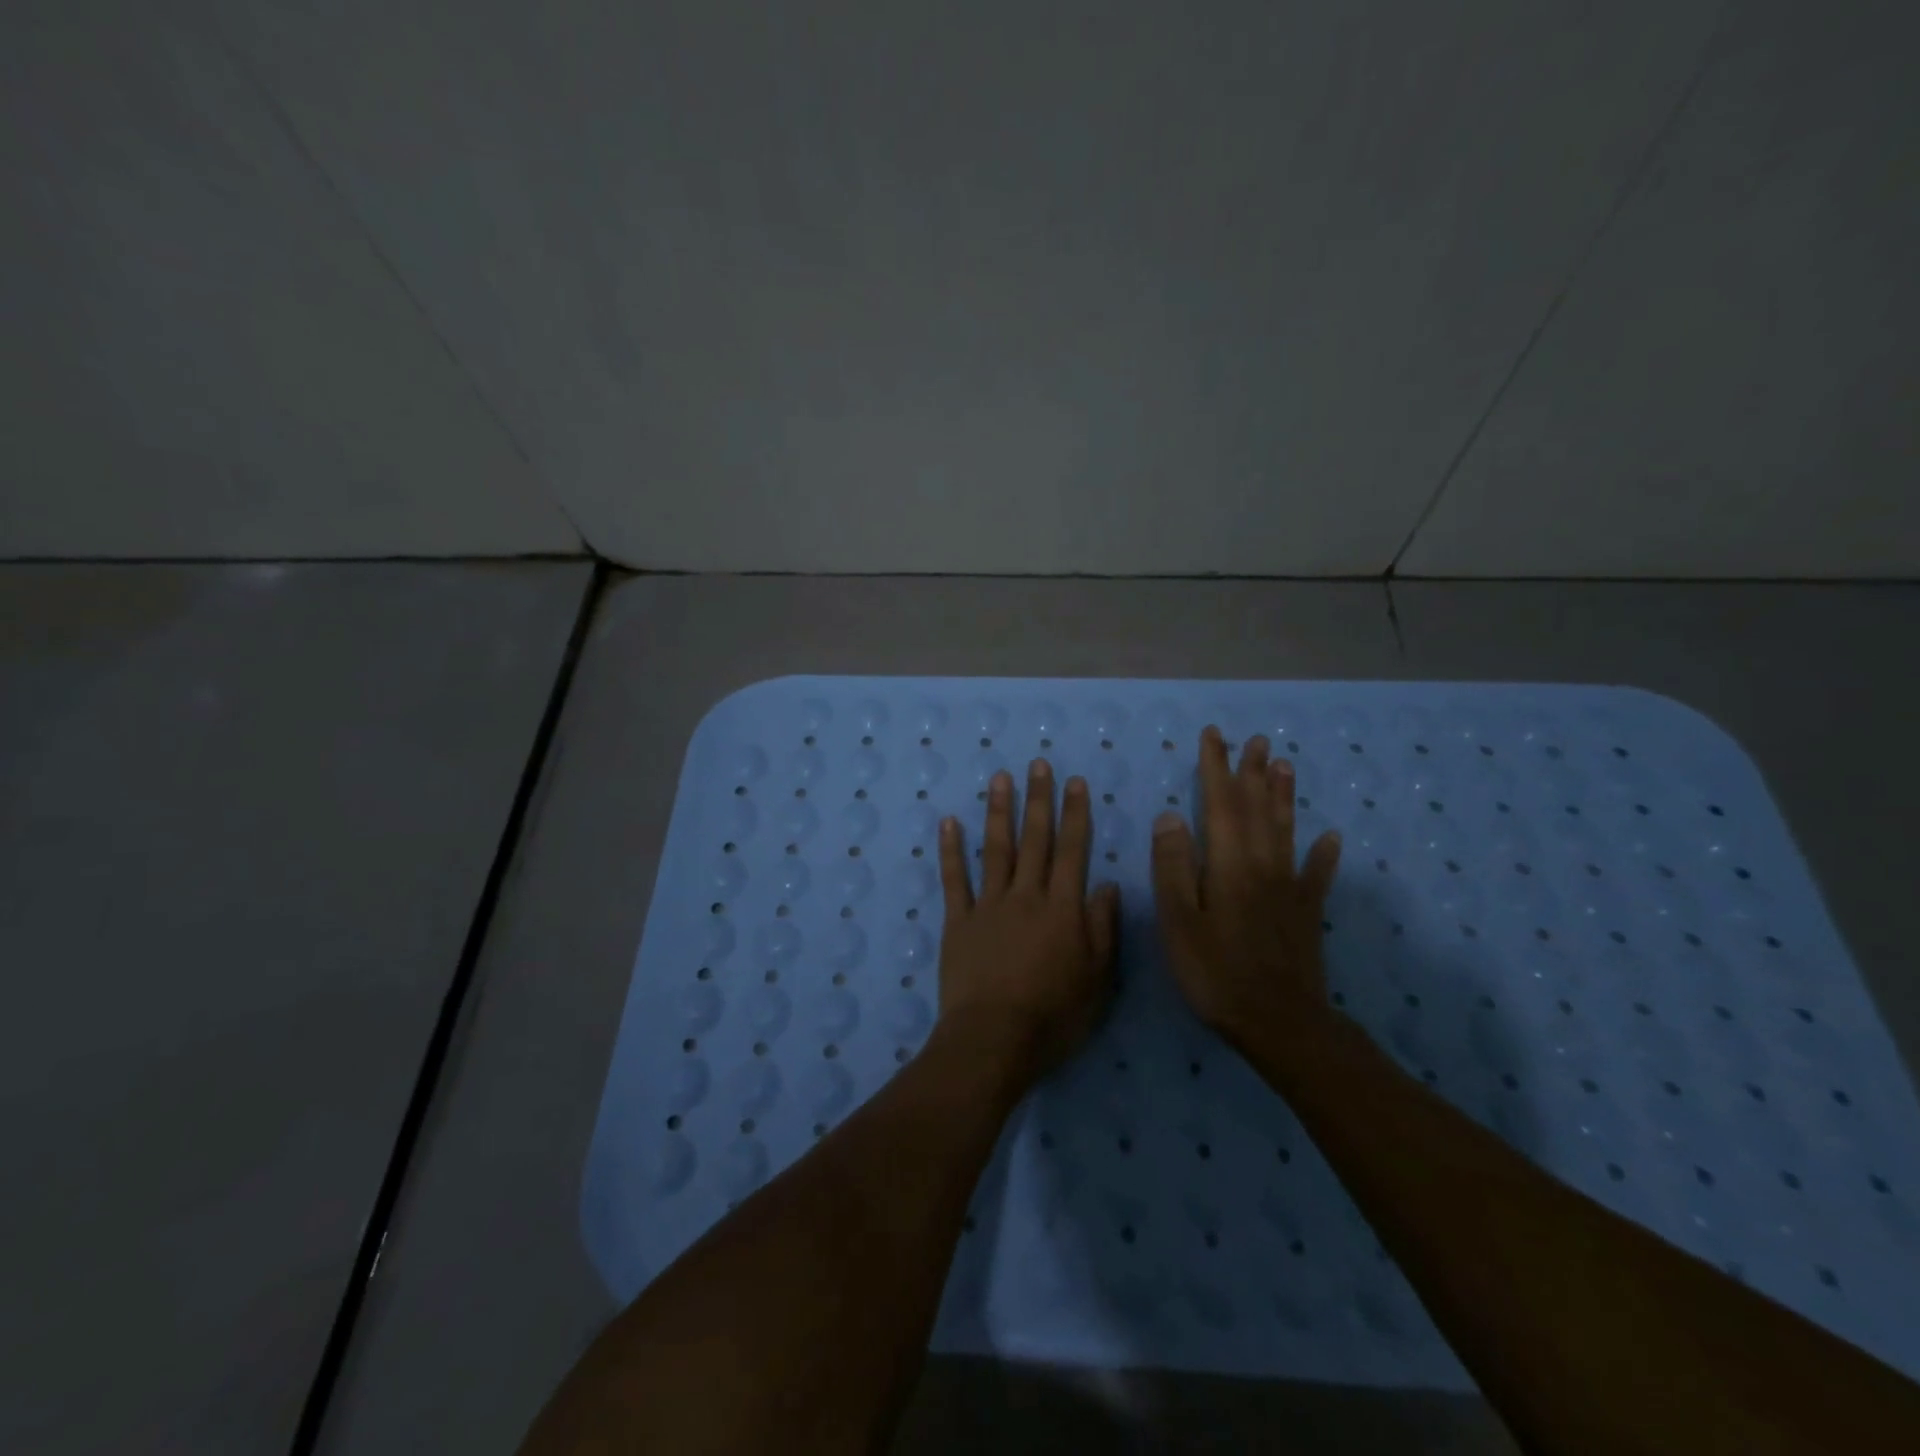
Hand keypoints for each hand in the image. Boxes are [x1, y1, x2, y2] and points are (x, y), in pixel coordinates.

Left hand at [937, 760, 1121, 1075]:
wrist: (994, 1039)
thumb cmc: (1054, 1016)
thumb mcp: (1097, 979)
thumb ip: (1103, 928)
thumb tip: (1109, 885)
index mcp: (1062, 908)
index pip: (1072, 850)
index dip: (1076, 814)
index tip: (1075, 782)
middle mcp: (1026, 895)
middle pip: (1035, 839)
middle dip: (1038, 799)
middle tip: (1037, 764)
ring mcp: (988, 905)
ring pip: (996, 849)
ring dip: (999, 811)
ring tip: (1000, 778)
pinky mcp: (958, 921)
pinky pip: (954, 879)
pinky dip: (951, 849)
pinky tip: (949, 822)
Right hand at [1151, 726, 1342, 1051]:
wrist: (1278, 1022)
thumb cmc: (1216, 972)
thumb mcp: (1179, 920)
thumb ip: (1174, 866)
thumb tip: (1170, 815)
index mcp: (1229, 864)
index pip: (1220, 804)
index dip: (1215, 768)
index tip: (1214, 735)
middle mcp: (1262, 865)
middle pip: (1257, 809)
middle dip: (1252, 772)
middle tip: (1256, 740)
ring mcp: (1289, 888)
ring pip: (1286, 830)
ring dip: (1284, 796)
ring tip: (1285, 765)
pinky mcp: (1306, 912)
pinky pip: (1317, 875)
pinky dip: (1323, 854)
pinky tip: (1331, 837)